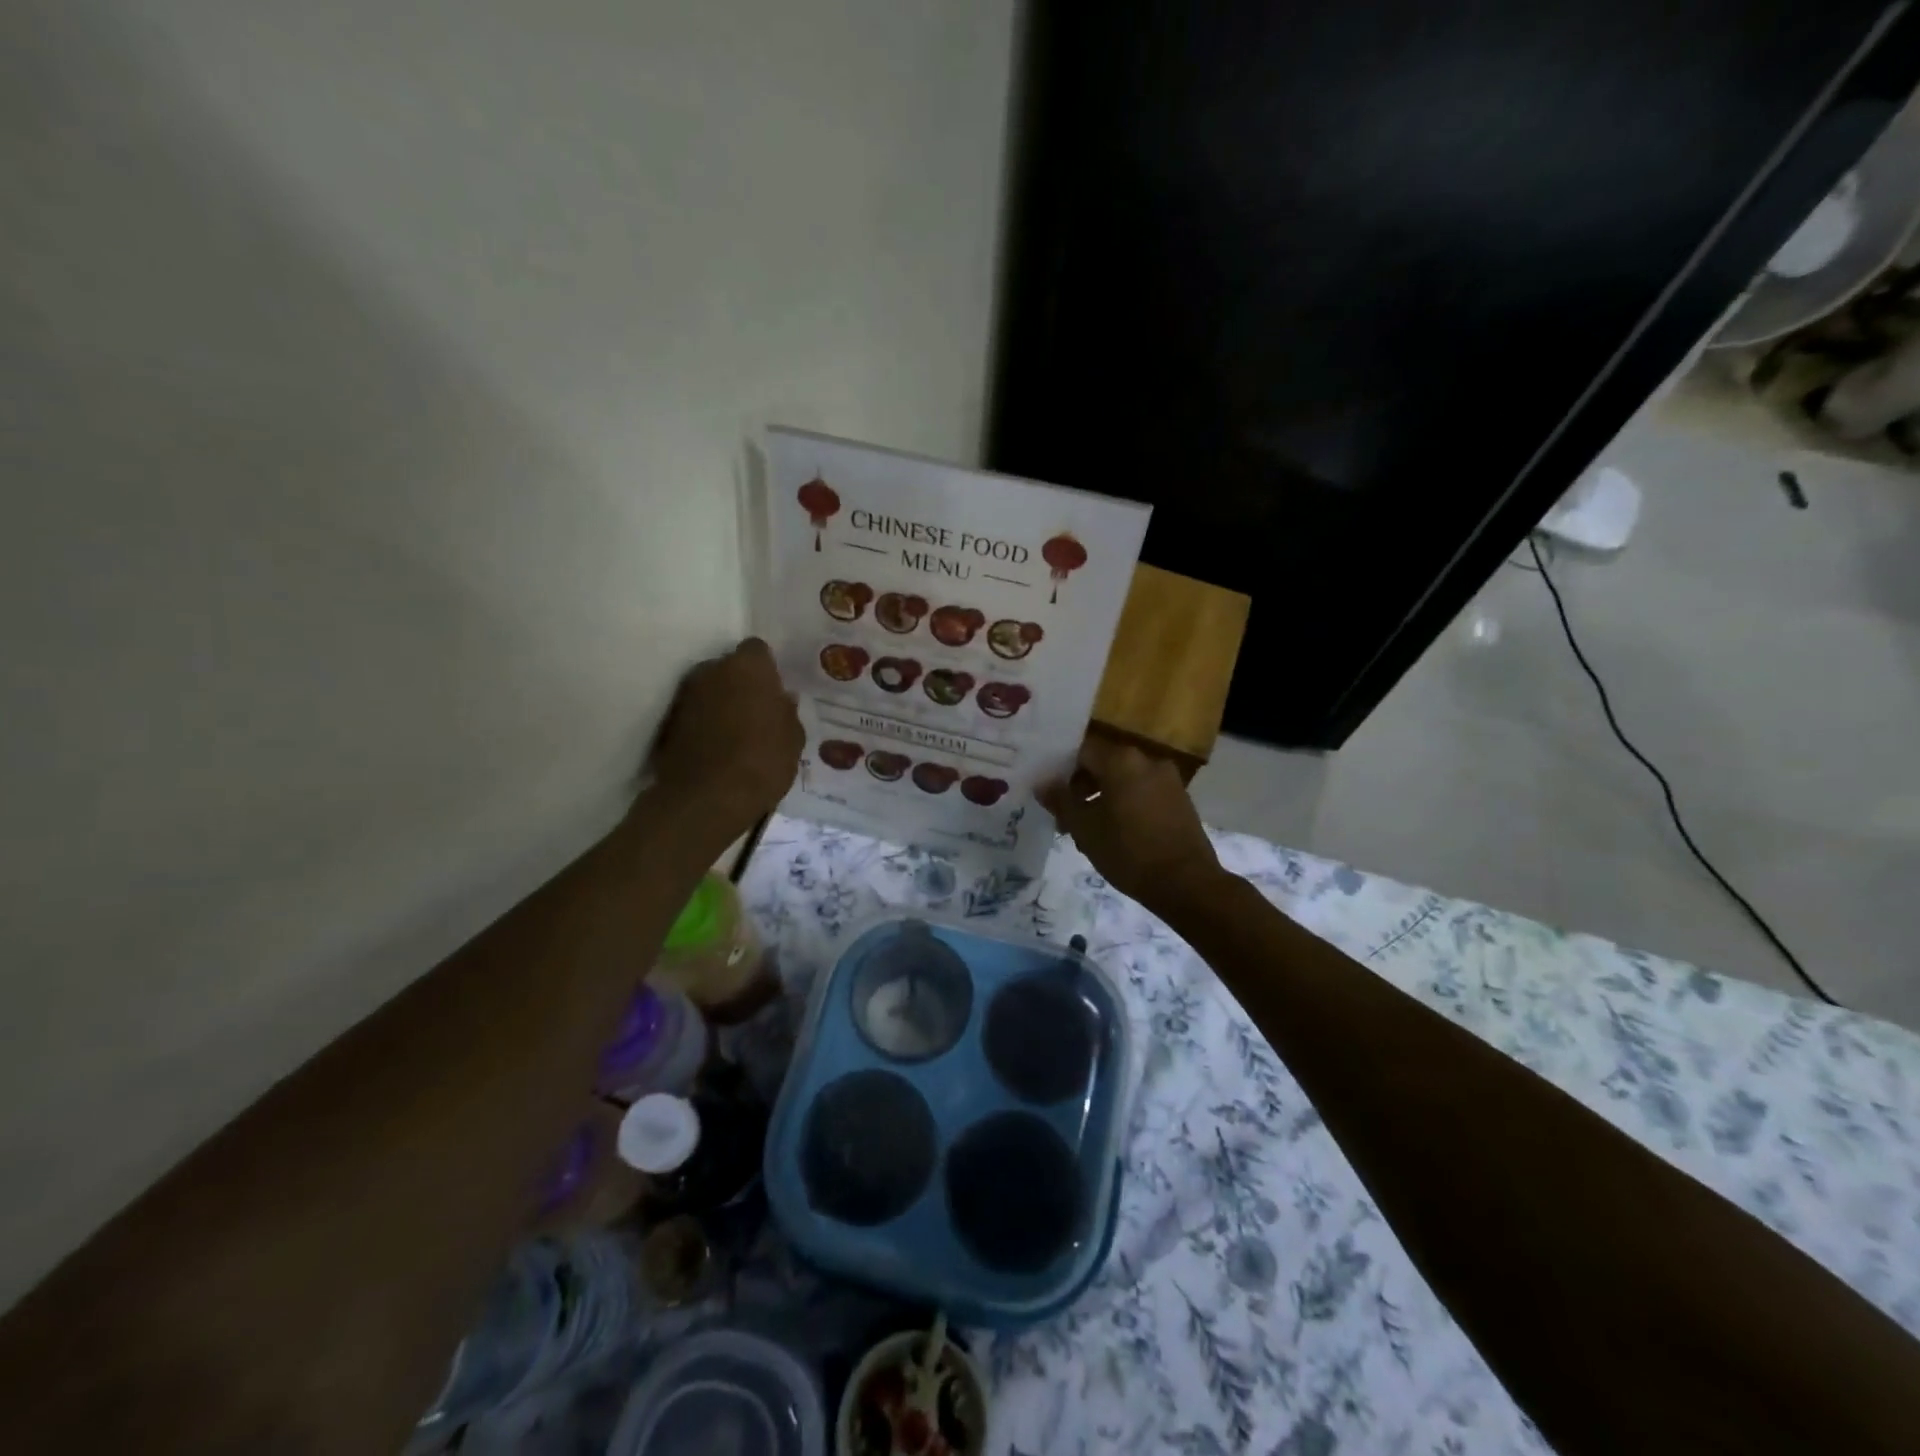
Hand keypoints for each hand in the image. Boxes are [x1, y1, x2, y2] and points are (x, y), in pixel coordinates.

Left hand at [649, 638, 802, 840]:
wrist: (706, 799)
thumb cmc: (762, 762)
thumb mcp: (793, 740)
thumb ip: (788, 713)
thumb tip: (782, 700)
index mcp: (748, 667)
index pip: (757, 650)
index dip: (767, 670)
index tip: (774, 692)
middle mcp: (711, 670)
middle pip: (729, 668)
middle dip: (741, 685)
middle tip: (758, 713)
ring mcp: (684, 695)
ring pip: (709, 690)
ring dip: (720, 704)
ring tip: (736, 735)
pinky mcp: (667, 722)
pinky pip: (693, 714)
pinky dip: (703, 725)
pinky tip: (716, 749)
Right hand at [1039, 736, 1224, 914]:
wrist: (1186, 883)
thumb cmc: (1128, 852)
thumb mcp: (1084, 828)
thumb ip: (1061, 801)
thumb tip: (1042, 784)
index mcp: (1121, 760)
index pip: (1081, 751)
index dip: (1060, 770)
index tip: (1050, 795)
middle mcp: (1147, 760)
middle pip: (1103, 763)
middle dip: (1081, 787)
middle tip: (1066, 817)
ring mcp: (1167, 779)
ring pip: (1123, 779)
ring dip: (1102, 797)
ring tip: (1089, 829)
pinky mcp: (1179, 799)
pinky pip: (1143, 791)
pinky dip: (1125, 803)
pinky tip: (1116, 832)